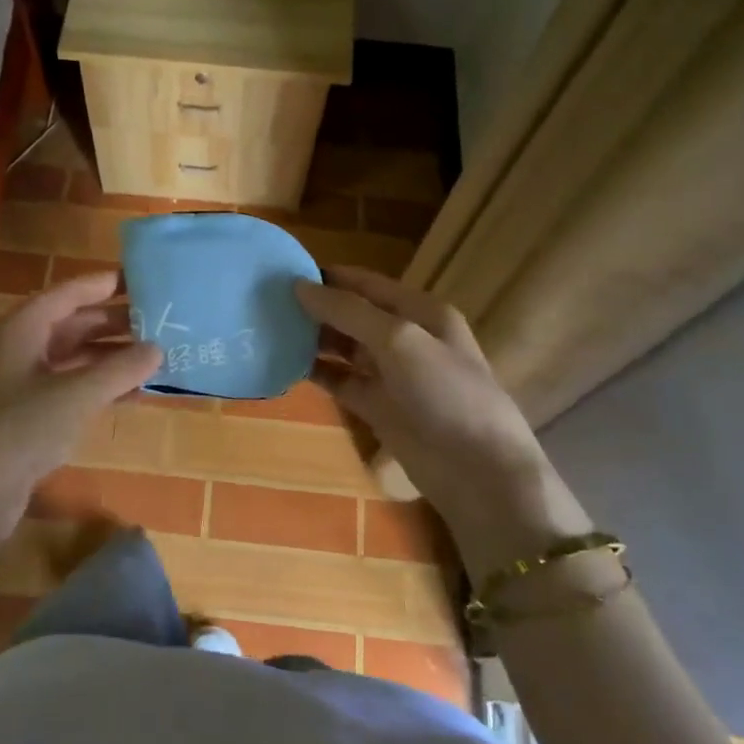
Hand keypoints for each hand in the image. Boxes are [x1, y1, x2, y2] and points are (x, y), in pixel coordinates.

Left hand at [0, 273, 159, 606]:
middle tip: (157, 322)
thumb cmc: (18, 430)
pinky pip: (62, 388)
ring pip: (67, 358)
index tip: (140, 280)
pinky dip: (93, 386)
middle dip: (111, 324)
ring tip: (150, 357)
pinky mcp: (16, 416)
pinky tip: (127, 394)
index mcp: (18, 328)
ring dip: (106, 358)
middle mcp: (12, 348)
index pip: (67, 293)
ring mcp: (12, 383)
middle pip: (68, 324)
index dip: (103, 285)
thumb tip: (157, 348)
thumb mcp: (76, 396)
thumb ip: (120, 369)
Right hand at [294, 266, 592, 576]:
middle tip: (266, 303)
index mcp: (420, 312)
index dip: (328, 276)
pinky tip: (285, 366)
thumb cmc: (446, 393)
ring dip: (313, 339)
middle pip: (353, 314)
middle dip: (316, 307)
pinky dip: (317, 372)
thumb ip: (349, 312)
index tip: (282, 272)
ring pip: (344, 347)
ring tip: (269, 330)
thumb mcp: (399, 340)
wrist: (477, 471)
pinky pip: (341, 381)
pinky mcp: (378, 407)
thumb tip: (300, 286)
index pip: (366, 283)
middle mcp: (405, 338)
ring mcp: (391, 374)